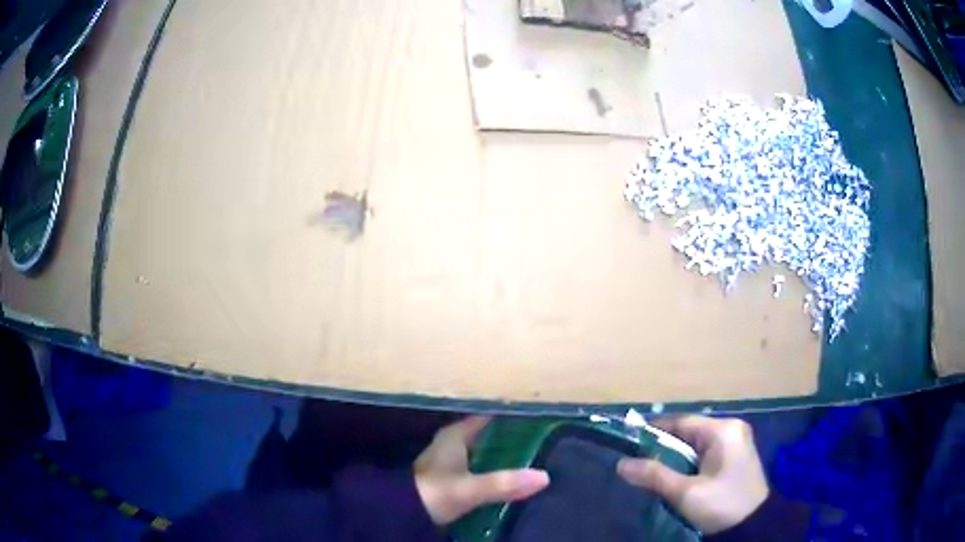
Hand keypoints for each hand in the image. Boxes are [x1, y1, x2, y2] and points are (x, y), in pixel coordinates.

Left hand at [414, 416, 549, 525]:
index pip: (486, 418)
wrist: (399, 512)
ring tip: (531, 460)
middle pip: (485, 436)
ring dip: (500, 456)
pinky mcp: (448, 479)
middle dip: (509, 439)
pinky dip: (491, 471)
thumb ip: (503, 483)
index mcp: (455, 436)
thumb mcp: (470, 488)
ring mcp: (448, 462)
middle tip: (541, 442)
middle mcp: (451, 443)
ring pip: (481, 453)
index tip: (536, 419)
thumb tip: (544, 476)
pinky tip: (508, 479)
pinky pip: (477, 469)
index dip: (508, 418)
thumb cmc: (433, 491)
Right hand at [617, 416, 767, 534]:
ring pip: (696, 444)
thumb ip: (654, 476)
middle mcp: (731, 429)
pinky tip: (680, 478)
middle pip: (689, 432)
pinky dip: (690, 463)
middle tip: (642, 465)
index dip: (654, 431)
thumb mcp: (686, 493)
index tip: (630, 443)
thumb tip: (621, 464)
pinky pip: (706, 453)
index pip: (681, 422)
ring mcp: (736, 441)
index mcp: (723, 430)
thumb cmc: (721, 505)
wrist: (753, 526)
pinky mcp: (737, 455)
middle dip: (665, 449)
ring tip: (657, 475)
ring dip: (677, 459)